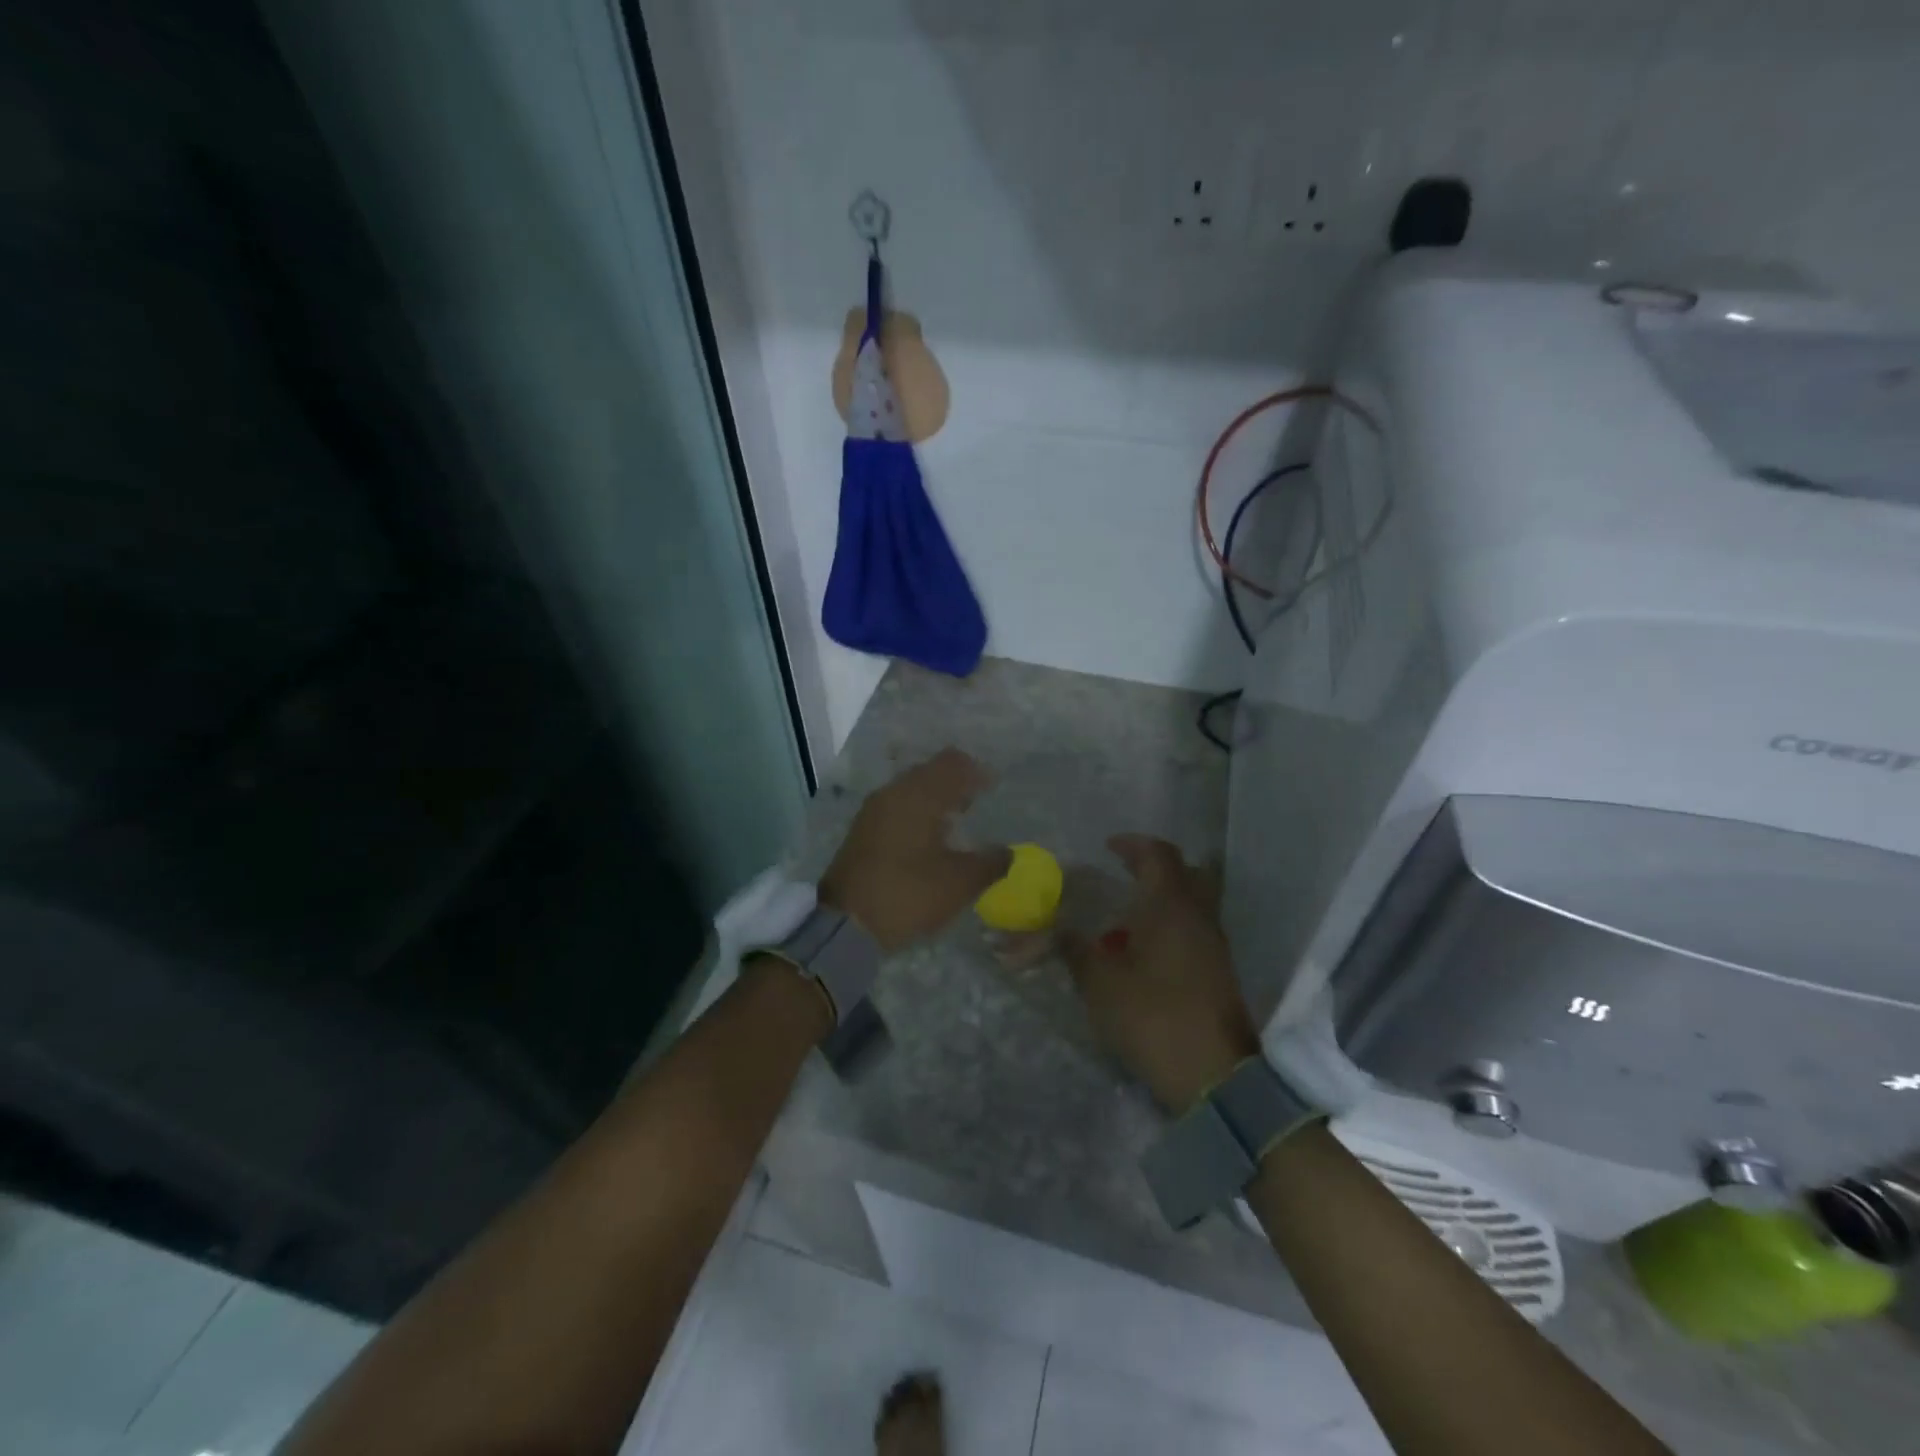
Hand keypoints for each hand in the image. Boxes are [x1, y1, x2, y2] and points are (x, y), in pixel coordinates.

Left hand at [819, 749, 1011, 954]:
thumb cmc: (907, 895)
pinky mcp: (863, 831)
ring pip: (911, 790)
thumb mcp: (959, 883)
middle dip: (956, 783)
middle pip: (930, 772)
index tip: (995, 788)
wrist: (844, 925)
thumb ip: (990, 863)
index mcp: (918, 795)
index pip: (952, 763)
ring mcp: (873, 811)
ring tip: (956, 822)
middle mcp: (893, 793)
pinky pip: (897, 807)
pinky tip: (929, 838)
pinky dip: (917, 813)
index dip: (977, 771)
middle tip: (978, 803)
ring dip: (935, 799)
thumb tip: (1007, 852)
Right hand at [1065, 835, 1259, 1112]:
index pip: (1158, 855)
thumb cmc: (1153, 1017)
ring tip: (1128, 913)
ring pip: (1194, 901)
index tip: (1108, 847)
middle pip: (1186, 871)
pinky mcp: (1219, 970)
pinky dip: (1172, 923)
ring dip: (1165, 896)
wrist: (1214, 1076)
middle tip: (1126, 872)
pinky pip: (1195, 928)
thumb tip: (1056, 928)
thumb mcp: (1101, 984)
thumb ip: (1077, 950)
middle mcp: (1199, 916)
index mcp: (1171, 907)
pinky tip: (1145, 948)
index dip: (1133, 844)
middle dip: (1155, 865)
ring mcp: (1214, 944)